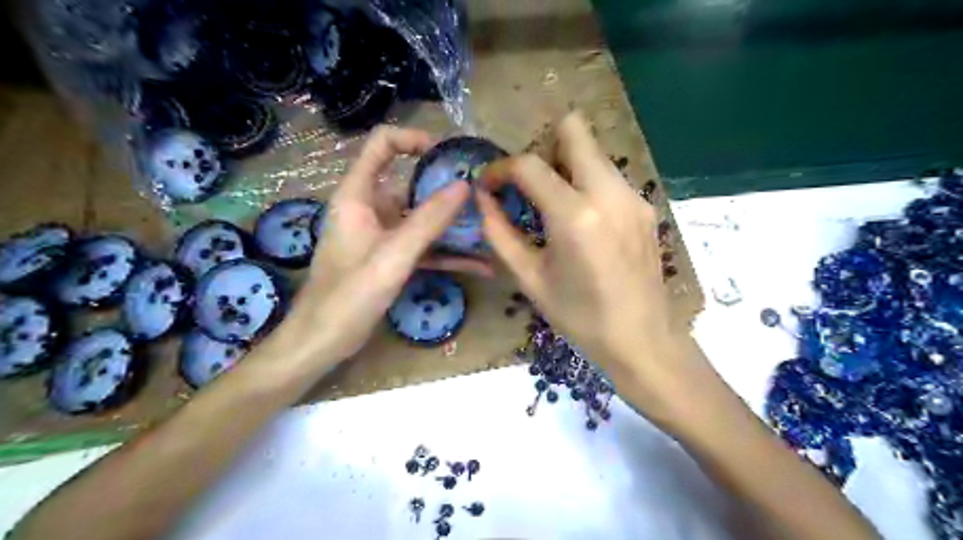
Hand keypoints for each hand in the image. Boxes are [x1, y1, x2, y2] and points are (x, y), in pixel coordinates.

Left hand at [277, 128, 484, 363]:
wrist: (323, 341)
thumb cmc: (349, 295)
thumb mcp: (394, 255)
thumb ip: (429, 220)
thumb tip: (465, 186)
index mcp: (358, 195)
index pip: (382, 145)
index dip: (414, 140)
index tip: (448, 155)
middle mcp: (370, 208)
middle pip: (410, 184)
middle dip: (447, 191)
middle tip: (484, 198)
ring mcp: (381, 235)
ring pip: (421, 219)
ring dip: (452, 227)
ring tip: (490, 229)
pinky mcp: (390, 259)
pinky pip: (422, 248)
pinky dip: (447, 254)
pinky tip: (479, 266)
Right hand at [479, 111, 692, 400]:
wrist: (642, 339)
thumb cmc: (580, 317)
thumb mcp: (530, 279)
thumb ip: (499, 233)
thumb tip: (482, 199)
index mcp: (575, 216)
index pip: (529, 165)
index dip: (500, 168)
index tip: (489, 185)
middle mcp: (609, 192)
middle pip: (574, 129)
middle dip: (542, 147)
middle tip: (528, 183)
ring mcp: (633, 196)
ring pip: (593, 152)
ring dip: (565, 165)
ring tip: (552, 205)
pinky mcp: (645, 206)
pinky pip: (608, 176)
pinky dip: (586, 183)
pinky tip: (582, 221)